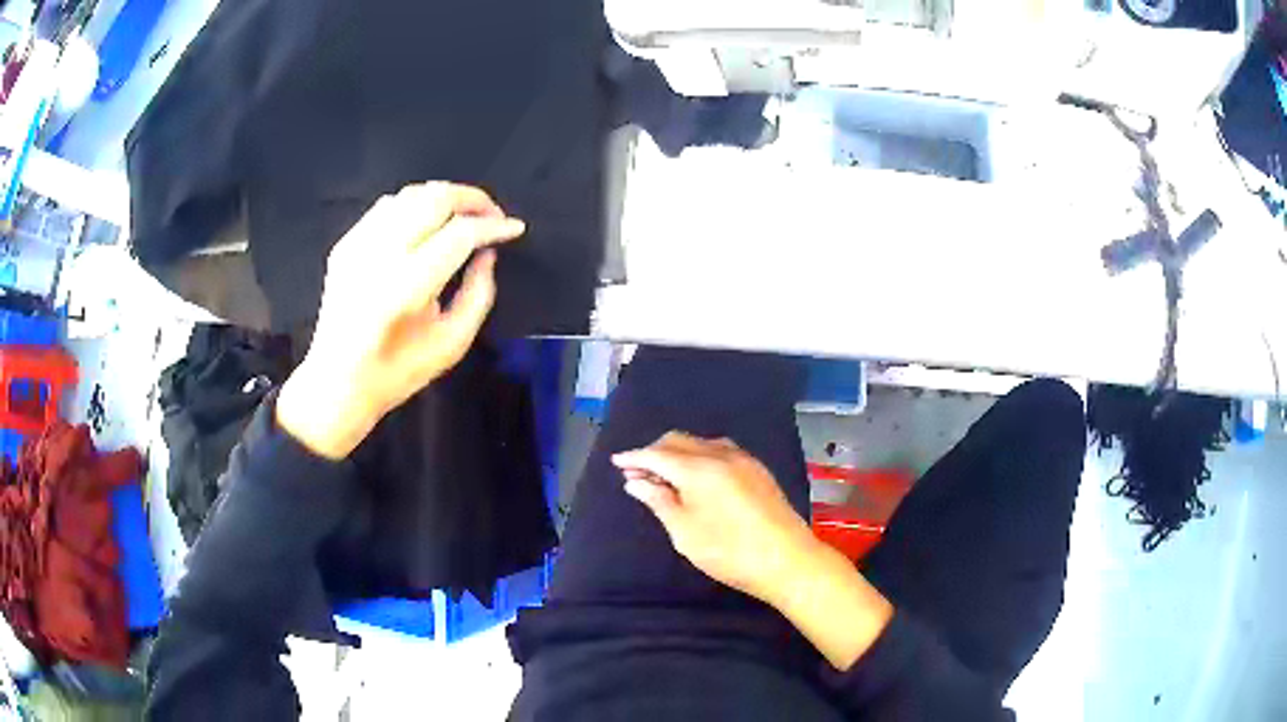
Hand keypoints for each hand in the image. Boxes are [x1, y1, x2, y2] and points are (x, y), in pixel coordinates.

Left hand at [277, 182, 525, 459]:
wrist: (336, 382)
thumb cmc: (396, 372)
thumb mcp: (451, 344)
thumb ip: (478, 295)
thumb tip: (488, 254)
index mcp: (406, 287)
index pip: (459, 234)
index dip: (492, 226)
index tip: (513, 228)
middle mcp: (379, 256)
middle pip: (435, 198)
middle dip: (472, 199)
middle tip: (492, 214)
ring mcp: (357, 246)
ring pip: (411, 195)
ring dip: (444, 198)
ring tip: (463, 216)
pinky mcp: (345, 244)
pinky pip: (386, 206)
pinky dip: (414, 205)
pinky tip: (426, 223)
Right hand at [612, 432, 819, 605]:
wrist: (787, 560)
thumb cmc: (729, 552)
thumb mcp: (685, 532)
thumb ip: (659, 501)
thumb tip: (635, 481)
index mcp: (699, 468)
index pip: (658, 454)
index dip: (635, 457)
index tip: (616, 462)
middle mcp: (721, 454)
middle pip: (679, 441)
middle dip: (655, 452)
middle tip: (638, 474)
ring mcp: (743, 460)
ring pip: (701, 444)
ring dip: (678, 454)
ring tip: (665, 477)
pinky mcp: (758, 470)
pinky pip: (719, 451)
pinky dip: (699, 457)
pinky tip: (697, 477)